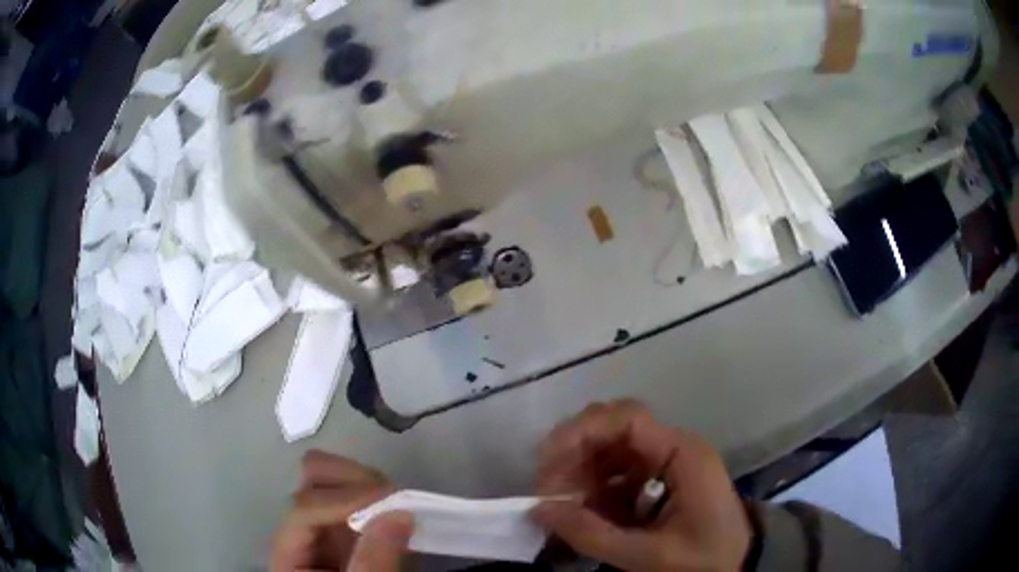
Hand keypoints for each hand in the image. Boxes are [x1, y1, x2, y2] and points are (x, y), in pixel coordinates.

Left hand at [271, 451, 413, 570]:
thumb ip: (375, 563)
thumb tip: (400, 513)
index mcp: (289, 554)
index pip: (303, 509)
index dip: (344, 499)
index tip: (393, 500)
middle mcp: (300, 531)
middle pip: (309, 479)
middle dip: (351, 481)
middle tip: (392, 501)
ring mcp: (322, 528)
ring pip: (329, 478)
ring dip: (363, 483)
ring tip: (395, 506)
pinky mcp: (345, 530)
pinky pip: (354, 495)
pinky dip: (374, 493)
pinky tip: (392, 510)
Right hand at [532, 401, 750, 571]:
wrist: (739, 565)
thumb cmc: (704, 559)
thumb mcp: (648, 555)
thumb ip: (592, 534)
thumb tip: (539, 509)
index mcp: (682, 454)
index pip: (627, 419)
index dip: (583, 431)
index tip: (548, 460)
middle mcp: (673, 448)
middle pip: (614, 429)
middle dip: (575, 454)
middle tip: (549, 489)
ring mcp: (666, 462)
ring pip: (612, 449)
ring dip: (581, 472)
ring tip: (562, 505)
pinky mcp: (659, 479)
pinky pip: (618, 472)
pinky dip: (596, 488)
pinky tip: (585, 511)